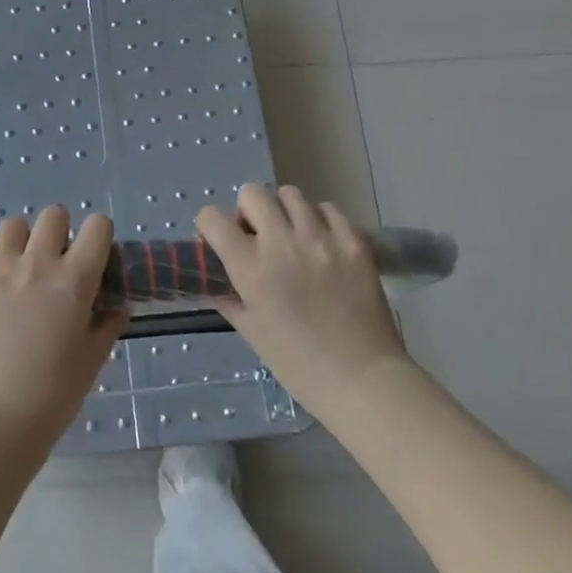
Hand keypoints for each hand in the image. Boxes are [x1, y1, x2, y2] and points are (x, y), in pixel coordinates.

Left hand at [0, 207, 125, 443]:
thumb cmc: (55, 392)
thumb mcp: (93, 358)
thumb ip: (106, 324)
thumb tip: (114, 308)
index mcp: (75, 280)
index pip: (97, 226)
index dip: (99, 235)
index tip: (94, 254)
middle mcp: (38, 264)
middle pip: (54, 215)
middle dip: (60, 232)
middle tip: (56, 261)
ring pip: (13, 225)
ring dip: (23, 241)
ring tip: (20, 266)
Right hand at [196, 183, 411, 415]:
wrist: (362, 379)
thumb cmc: (298, 363)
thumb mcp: (250, 331)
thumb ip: (228, 296)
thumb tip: (215, 276)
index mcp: (250, 268)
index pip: (212, 218)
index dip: (209, 226)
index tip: (218, 239)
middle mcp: (282, 243)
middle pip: (253, 193)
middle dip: (247, 211)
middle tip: (257, 236)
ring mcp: (321, 238)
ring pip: (291, 195)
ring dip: (284, 212)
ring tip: (293, 237)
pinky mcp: (354, 241)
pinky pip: (328, 209)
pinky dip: (319, 220)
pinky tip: (322, 244)